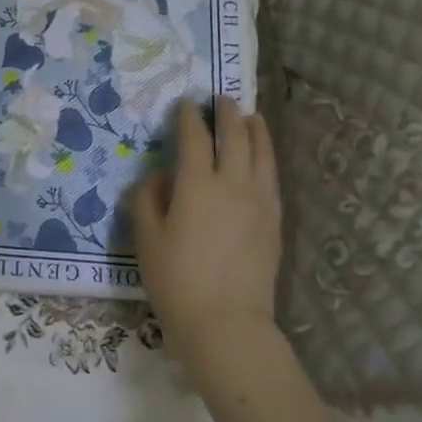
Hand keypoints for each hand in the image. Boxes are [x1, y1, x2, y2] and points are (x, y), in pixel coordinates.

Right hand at [131, 96, 282, 370]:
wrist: (226, 322)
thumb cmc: (176, 280)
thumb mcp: (146, 238)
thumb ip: (148, 198)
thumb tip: (162, 176)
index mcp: (197, 185)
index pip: (195, 138)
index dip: (189, 117)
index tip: (185, 104)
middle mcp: (233, 184)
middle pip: (236, 136)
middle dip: (227, 113)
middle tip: (221, 99)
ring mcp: (260, 201)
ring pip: (262, 152)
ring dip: (255, 129)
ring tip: (251, 116)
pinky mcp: (275, 220)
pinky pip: (272, 177)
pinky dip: (267, 157)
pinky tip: (262, 157)